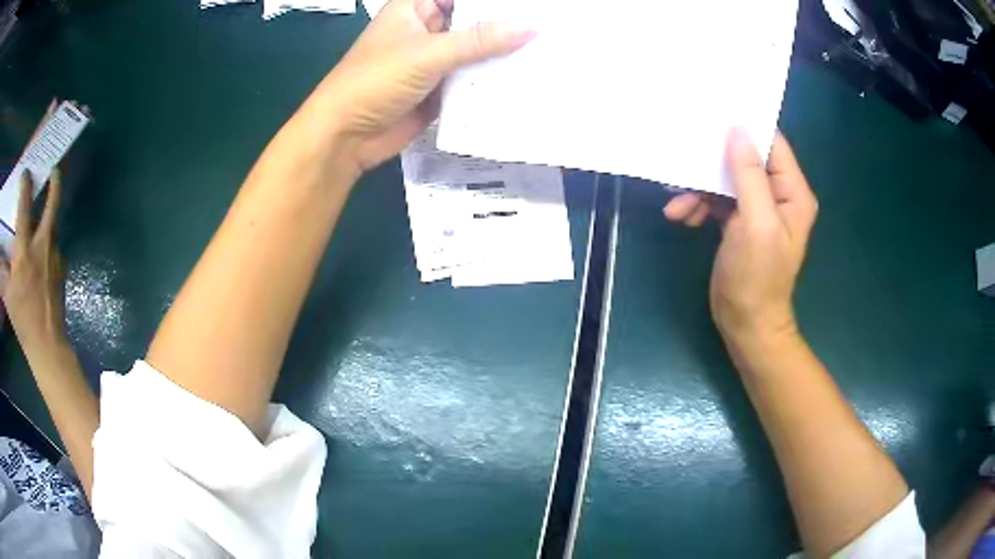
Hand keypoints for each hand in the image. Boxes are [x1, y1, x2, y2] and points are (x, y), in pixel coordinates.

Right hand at [2, 171, 66, 348]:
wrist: (48, 346)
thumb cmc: (23, 319)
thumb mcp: (7, 294)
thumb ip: (2, 271)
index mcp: (25, 249)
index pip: (24, 207)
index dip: (25, 185)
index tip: (25, 173)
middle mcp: (42, 245)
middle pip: (52, 205)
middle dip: (54, 183)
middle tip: (54, 170)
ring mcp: (55, 256)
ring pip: (54, 226)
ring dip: (49, 215)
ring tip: (43, 212)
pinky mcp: (62, 270)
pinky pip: (55, 247)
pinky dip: (48, 242)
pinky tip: (43, 252)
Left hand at [309, 0, 534, 174]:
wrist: (346, 137)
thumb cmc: (375, 81)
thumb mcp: (429, 53)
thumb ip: (480, 40)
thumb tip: (532, 26)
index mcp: (415, 9)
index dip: (492, 1)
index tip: (533, 4)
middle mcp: (426, 31)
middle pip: (472, 22)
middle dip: (504, 26)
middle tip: (548, 28)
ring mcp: (432, 61)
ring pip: (474, 52)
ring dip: (501, 56)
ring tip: (547, 54)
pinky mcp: (438, 90)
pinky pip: (470, 81)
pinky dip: (491, 83)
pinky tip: (525, 83)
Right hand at [664, 130, 817, 342]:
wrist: (746, 325)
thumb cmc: (757, 278)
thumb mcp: (755, 223)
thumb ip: (748, 174)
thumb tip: (738, 129)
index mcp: (792, 192)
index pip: (772, 144)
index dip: (746, 128)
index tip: (713, 115)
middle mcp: (777, 195)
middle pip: (744, 159)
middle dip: (714, 162)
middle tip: (685, 158)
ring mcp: (757, 208)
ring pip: (726, 179)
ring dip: (700, 188)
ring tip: (678, 205)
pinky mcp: (738, 222)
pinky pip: (717, 200)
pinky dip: (698, 205)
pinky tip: (682, 216)